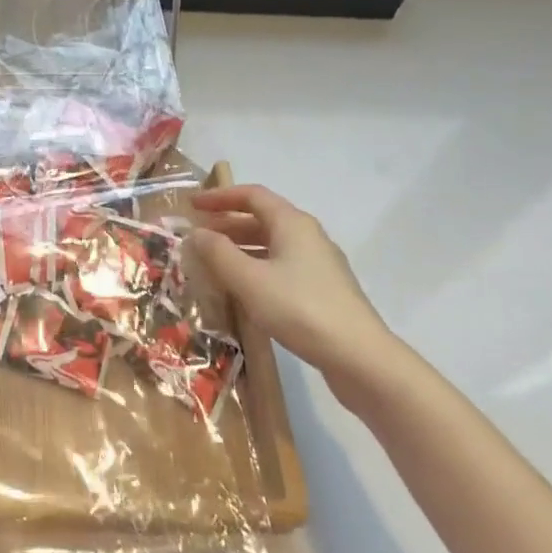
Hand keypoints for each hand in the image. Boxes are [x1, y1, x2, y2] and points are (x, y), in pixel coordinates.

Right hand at [188, 185, 399, 399]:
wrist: (360, 357)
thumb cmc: (300, 308)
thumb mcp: (249, 279)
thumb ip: (218, 253)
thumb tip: (196, 233)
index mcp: (292, 223)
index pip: (252, 195)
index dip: (219, 196)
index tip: (192, 206)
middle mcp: (308, 235)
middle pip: (262, 218)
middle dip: (227, 224)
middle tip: (197, 237)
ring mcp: (319, 263)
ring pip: (272, 244)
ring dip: (240, 247)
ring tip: (212, 263)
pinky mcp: (323, 289)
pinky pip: (281, 265)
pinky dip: (256, 267)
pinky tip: (242, 289)